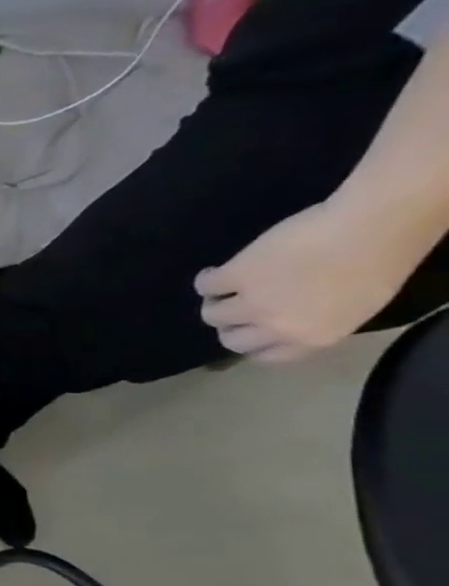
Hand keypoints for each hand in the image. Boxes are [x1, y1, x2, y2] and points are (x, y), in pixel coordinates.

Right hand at [195, 201, 414, 362]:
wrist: (371, 229)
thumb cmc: (380, 265)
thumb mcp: (354, 308)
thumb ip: (316, 322)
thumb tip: (287, 319)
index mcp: (311, 338)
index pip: (264, 355)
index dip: (254, 342)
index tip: (253, 329)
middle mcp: (276, 327)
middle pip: (231, 340)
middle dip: (232, 325)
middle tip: (236, 307)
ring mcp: (251, 303)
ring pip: (212, 314)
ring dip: (216, 302)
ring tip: (224, 287)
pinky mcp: (234, 277)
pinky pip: (205, 286)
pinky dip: (207, 280)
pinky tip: (215, 271)